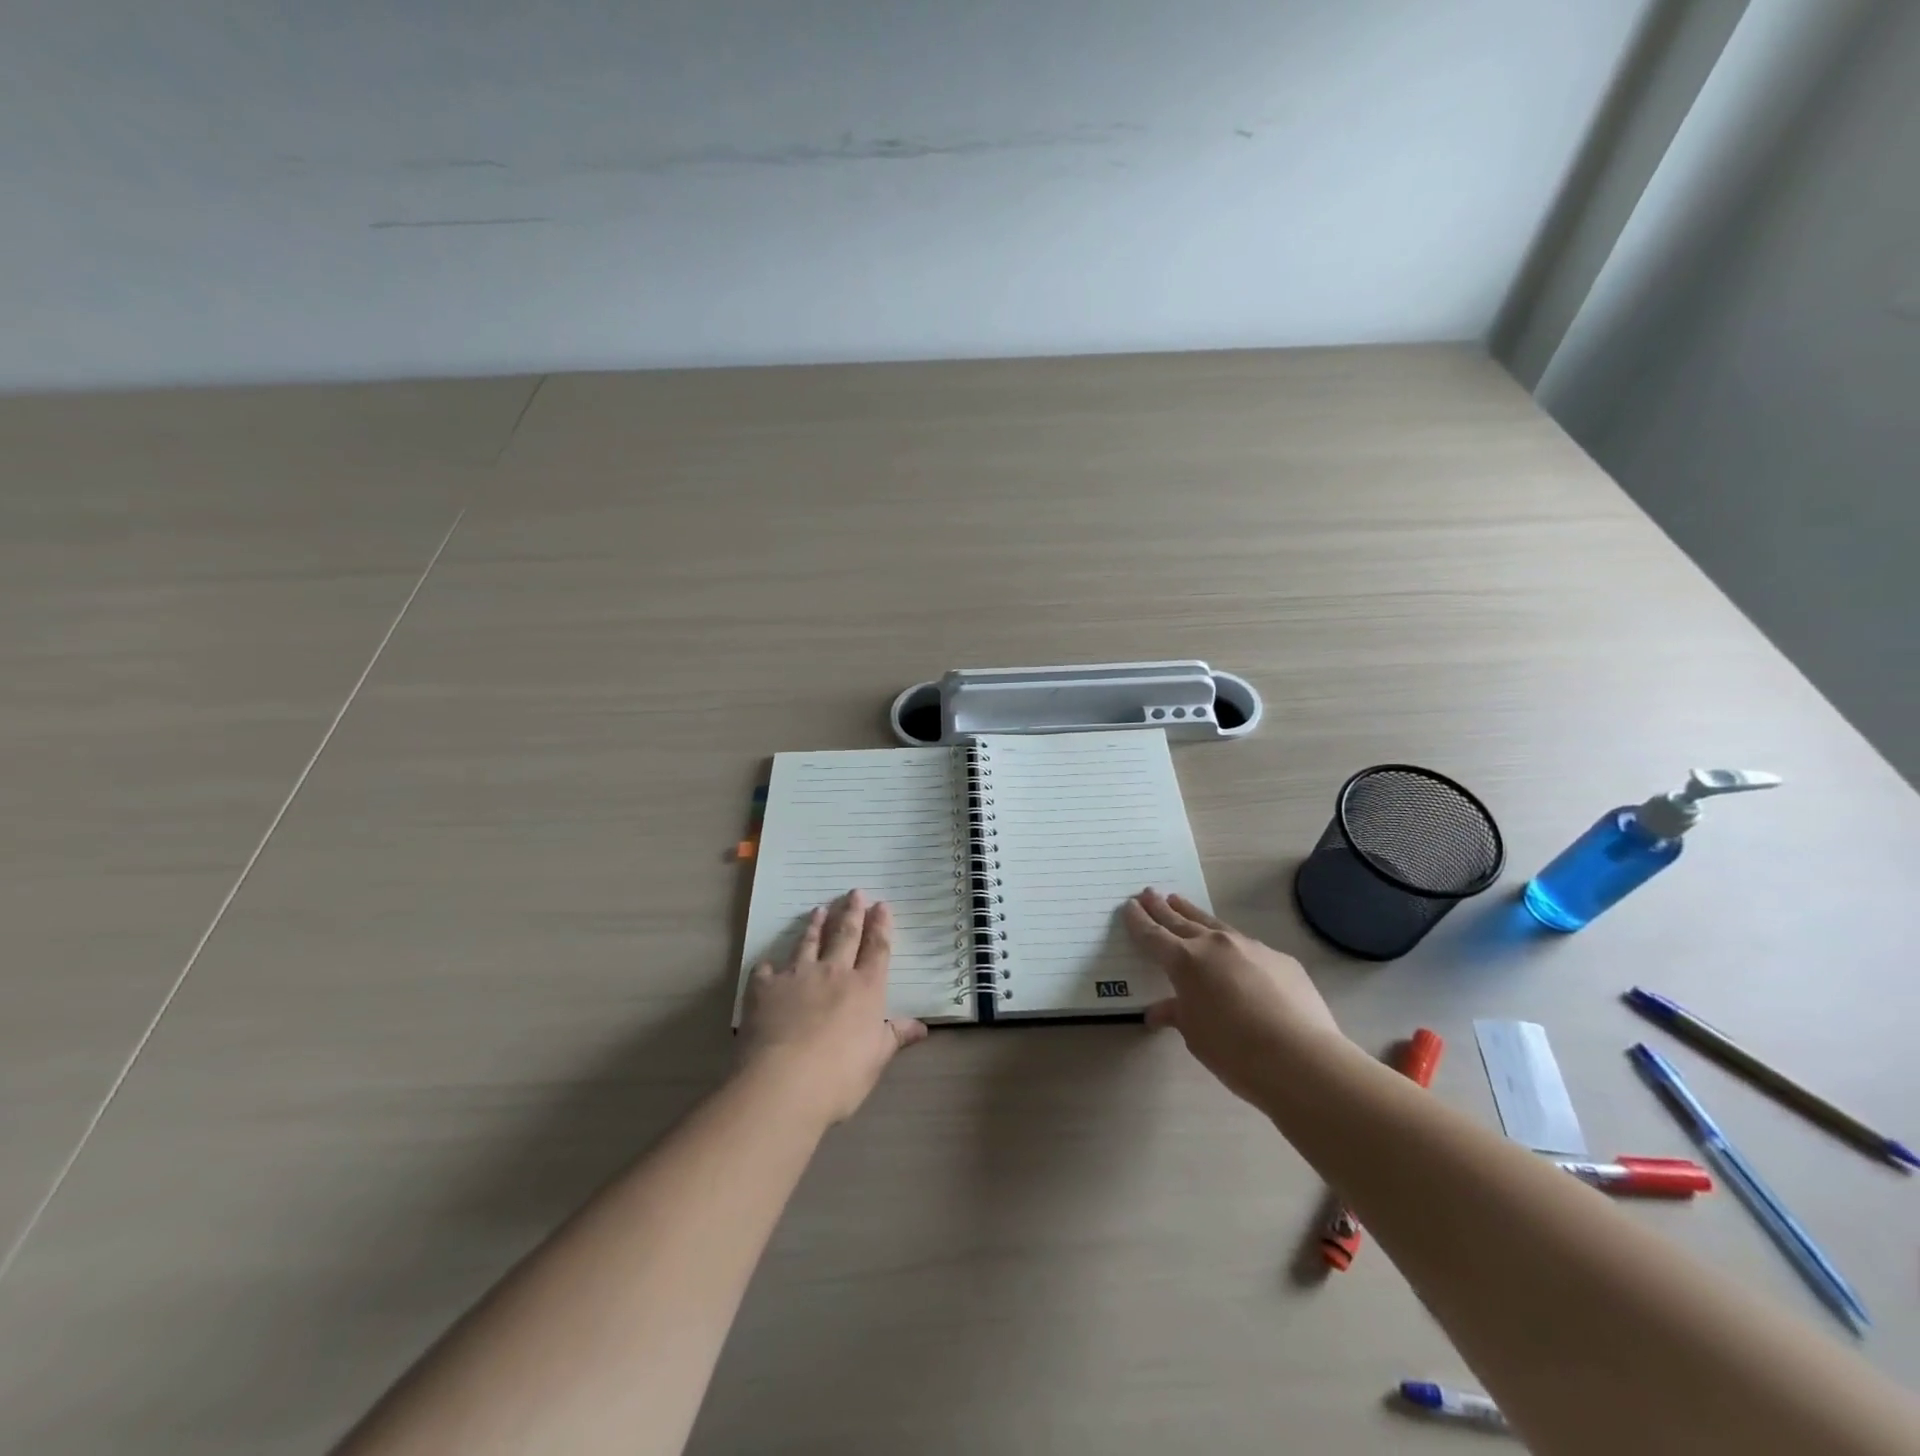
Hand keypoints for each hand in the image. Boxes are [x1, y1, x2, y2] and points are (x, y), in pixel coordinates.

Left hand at [736, 890, 927, 1124]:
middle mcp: (833, 973)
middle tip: (854, 892)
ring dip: (815, 925)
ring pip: (808, 943)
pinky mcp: (765, 988)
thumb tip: (922, 1027)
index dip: (880, 926)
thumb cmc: (839, 1076)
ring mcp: (797, 976)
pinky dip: (769, 966)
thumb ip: (895, 1037)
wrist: (783, 1083)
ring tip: (819, 909)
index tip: (882, 905)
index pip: (877, 949)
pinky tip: (768, 964)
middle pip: (845, 935)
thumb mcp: (876, 1060)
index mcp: (865, 989)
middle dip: (852, 912)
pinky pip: (767, 970)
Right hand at [1122, 888, 1344, 1105]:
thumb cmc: (1234, 1050)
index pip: (1153, 935)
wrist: (1300, 1058)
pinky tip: (1234, 956)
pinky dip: (1232, 946)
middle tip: (1148, 893)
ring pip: (1214, 925)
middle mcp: (1214, 945)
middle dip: (1162, 908)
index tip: (1129, 906)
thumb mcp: (1195, 1035)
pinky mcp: (1280, 959)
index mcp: (1185, 961)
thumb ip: (1177, 1014)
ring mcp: (1250, 947)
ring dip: (1193, 914)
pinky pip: (1247, 947)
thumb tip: (1159, 1011)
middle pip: (1181, 921)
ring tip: (1180, 903)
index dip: (1139, 921)